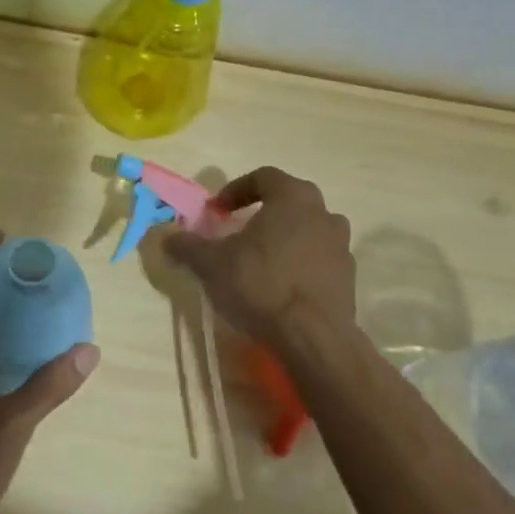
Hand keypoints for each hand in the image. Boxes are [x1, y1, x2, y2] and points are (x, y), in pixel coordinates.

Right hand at [163, 168, 355, 346]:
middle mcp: (323, 213)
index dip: (236, 189)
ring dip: (284, 238)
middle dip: (263, 212)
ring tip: (260, 261)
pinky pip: (318, 258)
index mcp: (292, 198)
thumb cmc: (260, 285)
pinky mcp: (348, 277)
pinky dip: (299, 263)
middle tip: (239, 231)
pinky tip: (280, 286)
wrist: (313, 337)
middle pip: (290, 200)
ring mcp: (341, 245)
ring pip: (307, 230)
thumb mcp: (211, 264)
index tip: (217, 211)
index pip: (264, 176)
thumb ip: (187, 246)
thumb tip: (166, 237)